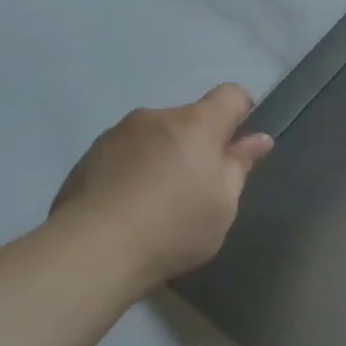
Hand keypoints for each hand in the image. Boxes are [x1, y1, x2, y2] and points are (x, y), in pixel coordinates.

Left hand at [50, 84, 273, 285]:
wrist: (93, 250)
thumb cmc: (174, 226)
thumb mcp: (223, 204)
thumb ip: (239, 166)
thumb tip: (258, 139)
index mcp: (195, 123)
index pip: (230, 95)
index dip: (243, 112)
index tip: (241, 145)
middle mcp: (155, 117)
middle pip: (190, 119)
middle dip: (200, 144)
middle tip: (200, 188)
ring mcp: (117, 134)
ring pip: (155, 136)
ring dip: (165, 156)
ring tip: (159, 203)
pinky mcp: (88, 157)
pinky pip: (126, 154)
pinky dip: (135, 171)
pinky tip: (130, 208)